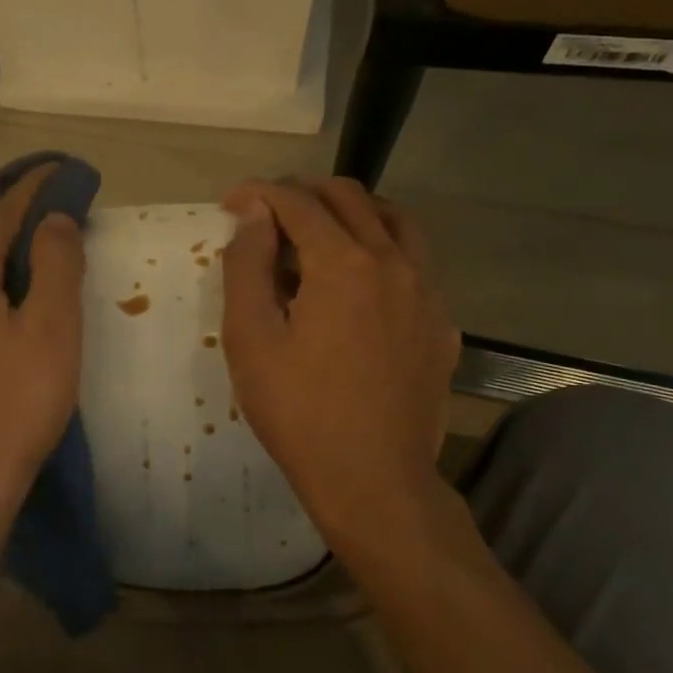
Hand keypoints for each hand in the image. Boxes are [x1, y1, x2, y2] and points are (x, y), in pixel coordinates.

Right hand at [219, 177, 459, 548]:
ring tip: (317, 235)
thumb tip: (255, 214)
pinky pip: (415, 263)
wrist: (374, 480)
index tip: (230, 203)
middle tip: (268, 216)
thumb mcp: (251, 340)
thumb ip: (248, 266)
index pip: (298, 202)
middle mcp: (393, 262)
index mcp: (343, 263)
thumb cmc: (298, 412)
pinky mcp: (442, 324)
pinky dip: (381, 251)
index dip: (259, 193)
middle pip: (350, 198)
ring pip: (394, 221)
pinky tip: (359, 286)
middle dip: (303, 194)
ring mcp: (427, 292)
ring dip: (351, 213)